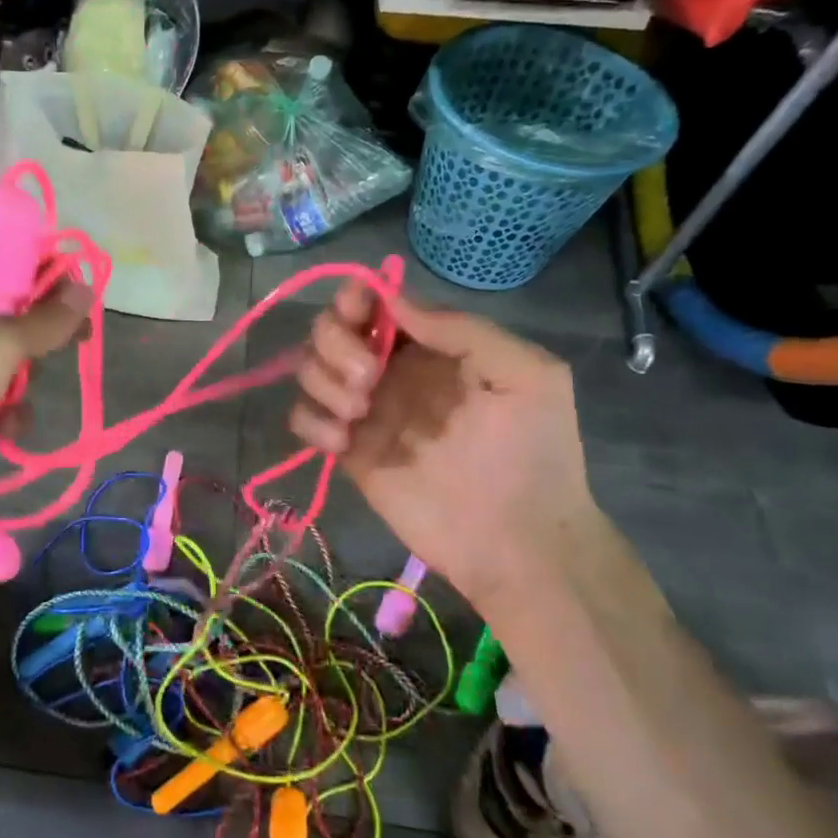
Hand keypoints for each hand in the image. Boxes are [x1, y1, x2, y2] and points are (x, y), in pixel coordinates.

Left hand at [0, 257, 88, 524]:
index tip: (80, 291)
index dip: (44, 270)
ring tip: (13, 400)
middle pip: (13, 310)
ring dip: (23, 383)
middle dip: (38, 336)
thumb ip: (46, 319)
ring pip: (11, 358)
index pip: (5, 257)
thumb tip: (86, 288)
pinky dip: (6, 412)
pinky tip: (3, 430)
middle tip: (75, 340)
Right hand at [289, 282, 609, 610]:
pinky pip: (303, 419)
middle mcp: (390, 370)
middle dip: (334, 342)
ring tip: (358, 413)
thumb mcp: (528, 374)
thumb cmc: (533, 452)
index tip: (357, 311)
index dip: (355, 297)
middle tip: (367, 377)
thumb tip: (394, 303)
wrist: (518, 540)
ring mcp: (365, 411)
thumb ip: (463, 330)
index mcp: (431, 345)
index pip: (375, 303)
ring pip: (309, 370)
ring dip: (322, 381)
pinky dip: (312, 422)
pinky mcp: (347, 451)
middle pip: (329, 329)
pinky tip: (342, 443)